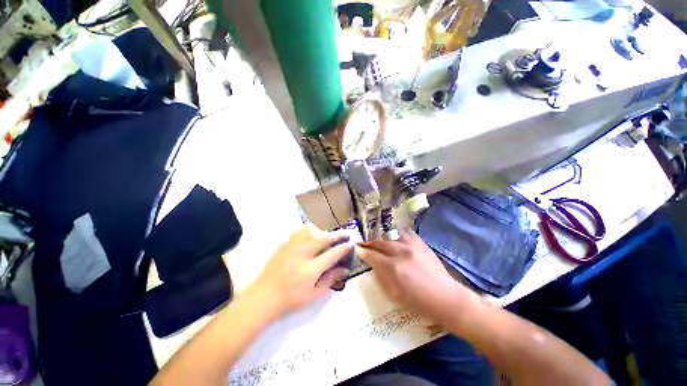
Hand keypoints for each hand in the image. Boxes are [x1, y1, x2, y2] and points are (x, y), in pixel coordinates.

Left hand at [248, 223, 351, 318]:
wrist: (262, 298)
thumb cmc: (290, 300)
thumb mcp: (313, 296)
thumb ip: (330, 280)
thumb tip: (344, 269)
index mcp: (310, 270)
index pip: (332, 254)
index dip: (344, 248)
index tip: (351, 243)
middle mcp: (301, 255)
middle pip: (323, 238)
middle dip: (336, 234)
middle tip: (345, 233)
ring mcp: (291, 247)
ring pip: (310, 231)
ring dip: (322, 231)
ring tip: (326, 236)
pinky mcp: (284, 245)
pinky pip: (299, 232)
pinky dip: (309, 231)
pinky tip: (311, 237)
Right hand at [356, 230, 471, 322]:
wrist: (445, 298)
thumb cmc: (418, 302)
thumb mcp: (394, 294)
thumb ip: (381, 276)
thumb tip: (372, 264)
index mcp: (393, 267)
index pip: (373, 255)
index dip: (363, 251)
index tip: (357, 248)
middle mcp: (401, 252)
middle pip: (381, 243)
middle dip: (370, 243)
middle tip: (364, 244)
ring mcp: (412, 246)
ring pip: (392, 236)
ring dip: (384, 239)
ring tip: (380, 242)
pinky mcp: (421, 244)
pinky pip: (406, 234)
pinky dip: (398, 235)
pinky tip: (396, 238)